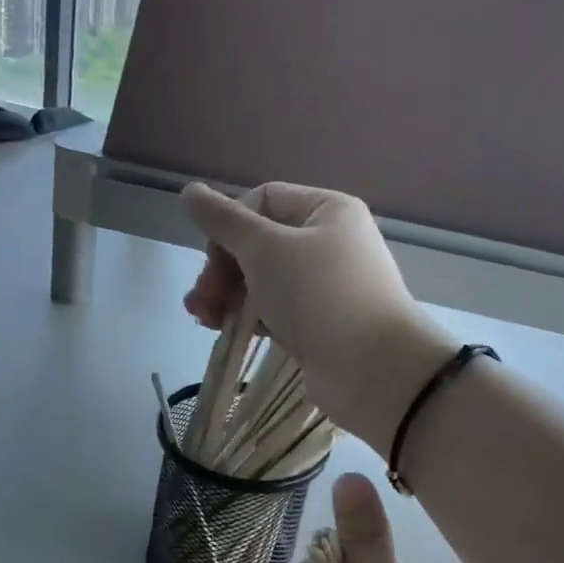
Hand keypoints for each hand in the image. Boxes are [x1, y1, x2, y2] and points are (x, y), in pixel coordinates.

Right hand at [182, 182, 453, 448]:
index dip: (229, 226)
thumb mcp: (265, 249)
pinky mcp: (319, 324)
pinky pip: (274, 310)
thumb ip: (223, 221)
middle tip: (201, 301)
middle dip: (222, 269)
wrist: (375, 371)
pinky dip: (249, 317)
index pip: (262, 201)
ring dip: (227, 295)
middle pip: (258, 243)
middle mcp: (329, 242)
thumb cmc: (320, 296)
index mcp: (327, 210)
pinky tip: (227, 331)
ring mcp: (325, 287)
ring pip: (262, 279)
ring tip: (204, 319)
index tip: (211, 260)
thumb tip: (188, 191)